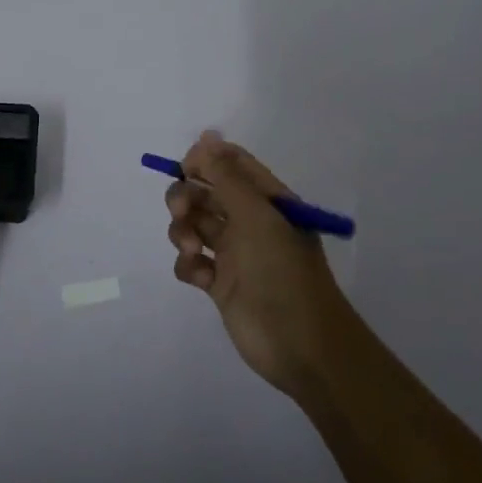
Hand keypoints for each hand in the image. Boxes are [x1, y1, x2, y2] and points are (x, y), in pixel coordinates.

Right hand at [165, 131, 354, 396]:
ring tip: (190, 249)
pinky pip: (192, 261)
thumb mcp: (256, 216)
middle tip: (181, 211)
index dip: (205, 159)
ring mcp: (235, 253)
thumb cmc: (282, 272)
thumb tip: (206, 137)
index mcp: (267, 200)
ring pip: (194, 225)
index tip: (184, 168)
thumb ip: (226, 176)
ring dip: (183, 230)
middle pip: (206, 192)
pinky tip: (199, 277)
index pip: (232, 164)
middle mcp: (250, 221)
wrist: (300, 345)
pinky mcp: (220, 284)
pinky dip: (188, 264)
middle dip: (187, 196)